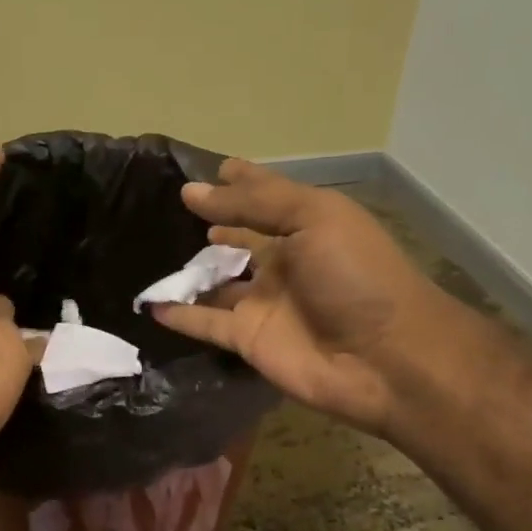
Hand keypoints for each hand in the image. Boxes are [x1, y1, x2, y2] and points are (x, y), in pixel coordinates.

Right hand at [150, 159, 450, 438]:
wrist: (385, 357)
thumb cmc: (356, 275)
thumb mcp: (314, 217)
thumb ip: (255, 202)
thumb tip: (193, 191)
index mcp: (306, 226)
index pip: (263, 198)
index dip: (238, 184)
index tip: (202, 173)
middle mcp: (283, 263)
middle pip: (237, 241)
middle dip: (209, 228)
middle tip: (164, 213)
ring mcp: (264, 304)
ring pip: (215, 284)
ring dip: (187, 273)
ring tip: (145, 253)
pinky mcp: (249, 341)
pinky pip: (205, 324)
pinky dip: (180, 315)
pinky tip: (150, 303)